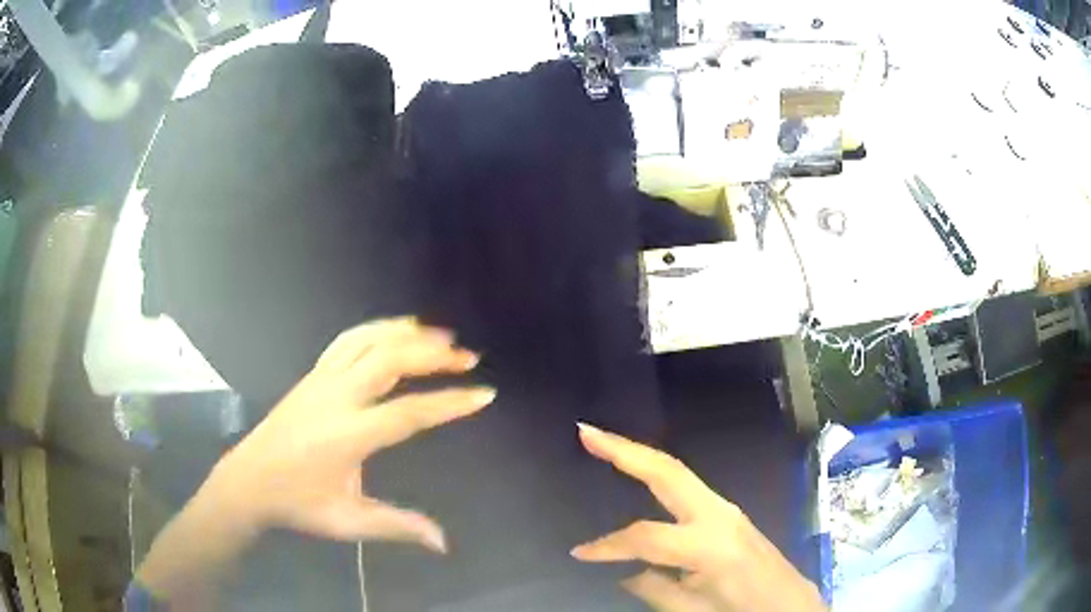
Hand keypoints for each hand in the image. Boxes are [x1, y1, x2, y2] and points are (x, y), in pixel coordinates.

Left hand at [136, 318, 493, 603]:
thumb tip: (443, 542)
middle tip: (467, 357)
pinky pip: (349, 340)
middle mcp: (336, 397)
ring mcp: (322, 379)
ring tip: (441, 335)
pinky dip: (377, 328)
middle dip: (433, 355)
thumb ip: (397, 526)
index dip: (450, 403)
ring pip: (369, 341)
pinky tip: (396, 329)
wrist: (249, 480)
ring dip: (407, 334)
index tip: (484, 395)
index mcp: (348, 435)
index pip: (409, 413)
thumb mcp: (349, 520)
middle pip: (390, 360)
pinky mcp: (313, 374)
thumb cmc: (299, 503)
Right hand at [571, 424, 824, 611]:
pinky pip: (686, 485)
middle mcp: (718, 514)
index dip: (607, 546)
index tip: (578, 554)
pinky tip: (639, 471)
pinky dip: (657, 472)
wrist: (789, 605)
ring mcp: (726, 508)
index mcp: (708, 545)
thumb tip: (622, 570)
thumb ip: (652, 587)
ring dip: (640, 454)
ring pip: (677, 472)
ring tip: (602, 442)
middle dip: (625, 449)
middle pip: (667, 472)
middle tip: (586, 432)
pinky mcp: (728, 511)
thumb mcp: (691, 610)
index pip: (645, 537)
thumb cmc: (741, 610)